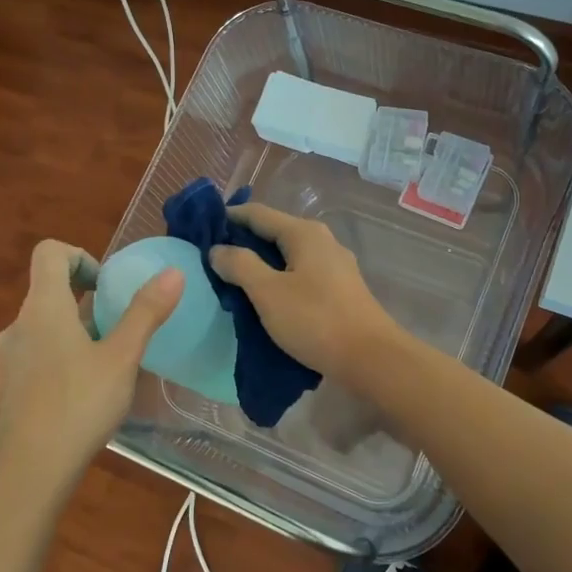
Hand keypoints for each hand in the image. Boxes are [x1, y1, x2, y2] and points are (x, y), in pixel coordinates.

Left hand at [0, 239, 182, 491]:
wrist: (28, 474)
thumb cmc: (77, 406)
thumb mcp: (122, 358)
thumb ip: (146, 313)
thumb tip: (173, 272)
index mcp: (42, 308)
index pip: (49, 253)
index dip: (81, 256)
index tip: (108, 286)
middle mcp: (19, 326)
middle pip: (49, 290)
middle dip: (88, 300)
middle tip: (121, 327)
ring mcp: (10, 359)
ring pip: (46, 326)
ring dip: (78, 331)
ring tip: (112, 362)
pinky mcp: (10, 389)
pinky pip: (40, 355)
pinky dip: (65, 357)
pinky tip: (90, 393)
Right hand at [209, 204, 399, 378]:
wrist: (370, 358)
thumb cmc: (315, 320)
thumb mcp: (268, 292)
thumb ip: (239, 265)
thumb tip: (217, 249)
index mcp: (304, 233)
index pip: (257, 213)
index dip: (228, 218)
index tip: (201, 230)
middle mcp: (322, 240)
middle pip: (274, 232)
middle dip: (243, 242)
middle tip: (211, 259)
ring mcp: (334, 265)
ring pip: (288, 255)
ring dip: (261, 263)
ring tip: (233, 279)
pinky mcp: (340, 288)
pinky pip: (300, 273)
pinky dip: (279, 278)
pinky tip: (266, 297)